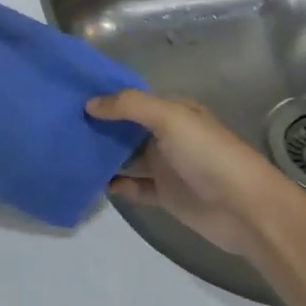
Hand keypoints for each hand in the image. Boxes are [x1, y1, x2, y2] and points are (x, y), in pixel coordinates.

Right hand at [85, 91, 300, 259]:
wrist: (245, 208)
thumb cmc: (209, 155)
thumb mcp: (170, 119)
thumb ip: (129, 107)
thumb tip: (89, 104)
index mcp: (173, 112)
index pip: (132, 99)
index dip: (105, 97)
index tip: (69, 97)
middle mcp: (167, 136)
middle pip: (125, 129)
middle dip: (98, 127)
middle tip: (59, 126)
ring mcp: (166, 167)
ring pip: (126, 158)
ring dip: (103, 157)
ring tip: (68, 154)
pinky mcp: (165, 195)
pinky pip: (133, 187)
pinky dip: (116, 185)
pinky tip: (96, 183)